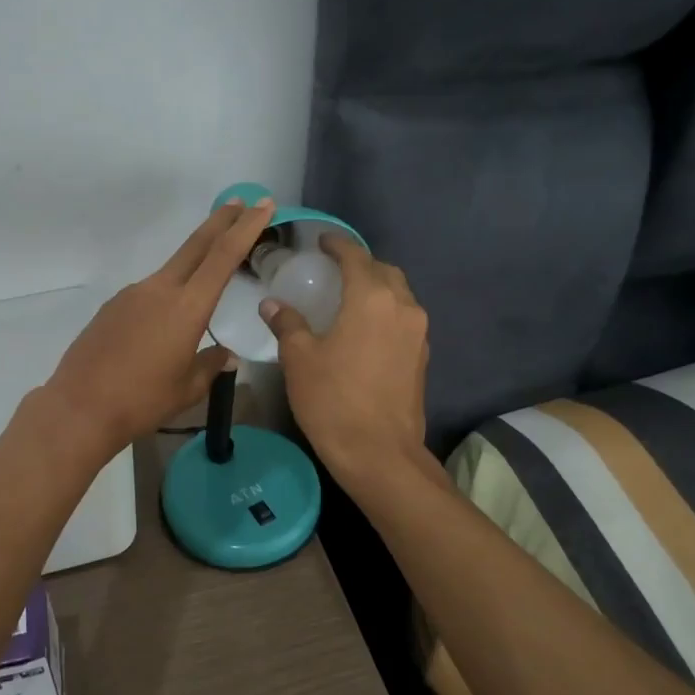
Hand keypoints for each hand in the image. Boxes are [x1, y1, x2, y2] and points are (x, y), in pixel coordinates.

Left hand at [43, 197, 278, 456]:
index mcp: (187, 307)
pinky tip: (161, 328)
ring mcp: (132, 294)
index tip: (263, 206)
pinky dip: (166, 297)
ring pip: (171, 271)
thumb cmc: (142, 401)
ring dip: (193, 265)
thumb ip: (210, 365)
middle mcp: (159, 290)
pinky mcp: (112, 307)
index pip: (223, 256)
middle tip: (243, 202)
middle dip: (222, 221)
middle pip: (196, 245)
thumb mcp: (187, 388)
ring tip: (206, 285)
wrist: (80, 407)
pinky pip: (148, 294)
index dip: (246, 228)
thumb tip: (226, 354)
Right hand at [260, 234, 429, 479]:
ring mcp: (417, 333)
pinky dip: (386, 312)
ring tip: (349, 298)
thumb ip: (287, 324)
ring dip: (377, 288)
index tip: (322, 240)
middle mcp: (402, 307)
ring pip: (399, 294)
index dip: (337, 244)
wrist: (380, 454)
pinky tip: (365, 329)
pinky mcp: (422, 356)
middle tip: (334, 270)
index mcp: (371, 299)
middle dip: (361, 264)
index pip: (355, 256)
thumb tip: (272, 304)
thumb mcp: (300, 359)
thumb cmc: (333, 400)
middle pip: (384, 270)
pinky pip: (404, 318)